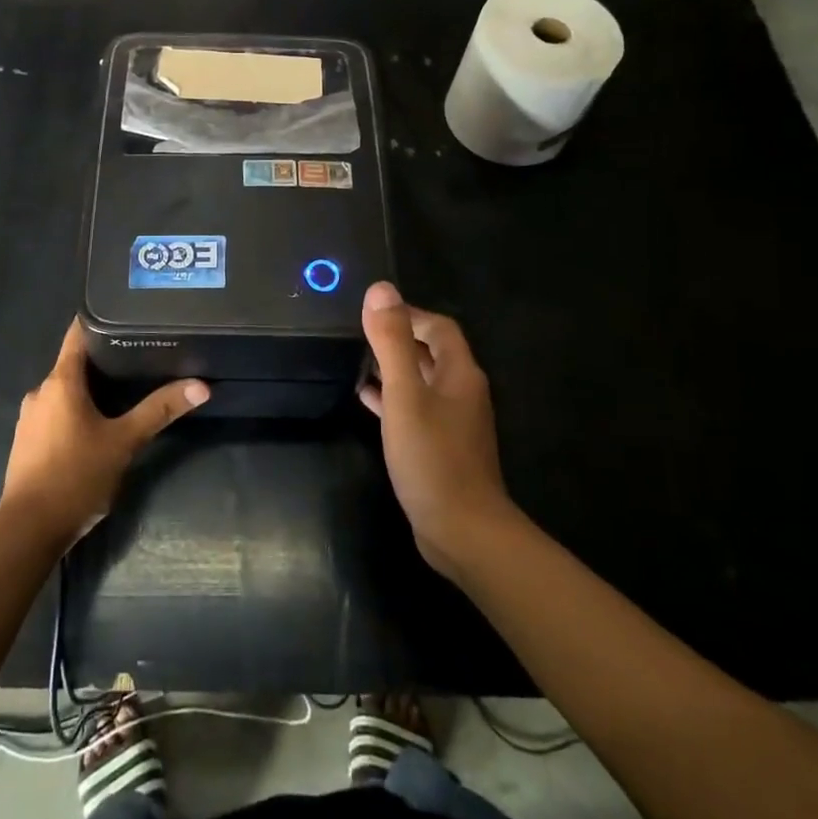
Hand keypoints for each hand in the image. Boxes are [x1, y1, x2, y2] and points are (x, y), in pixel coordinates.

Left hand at [0, 320, 208, 549]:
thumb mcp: (124, 442)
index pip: (77, 335)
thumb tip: (201, 386)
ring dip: (89, 389)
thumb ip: (160, 410)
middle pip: (73, 364)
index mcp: (60, 382)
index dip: (99, 320)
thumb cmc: (76, 477)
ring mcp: (30, 418)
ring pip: (64, 391)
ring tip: (124, 390)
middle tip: (139, 356)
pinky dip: (75, 411)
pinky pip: (54, 413)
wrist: (28, 531)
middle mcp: (40, 392)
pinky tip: (97, 425)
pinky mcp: (27, 442)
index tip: (124, 314)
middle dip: (103, 361)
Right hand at [359, 282, 513, 579]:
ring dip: (393, 369)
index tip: (373, 312)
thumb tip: (381, 289)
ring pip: (421, 382)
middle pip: (431, 352)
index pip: (439, 327)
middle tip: (358, 334)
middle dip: (398, 339)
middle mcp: (462, 392)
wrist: (462, 529)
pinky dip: (392, 398)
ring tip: (355, 361)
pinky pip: (415, 409)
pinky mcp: (440, 447)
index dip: (409, 314)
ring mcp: (453, 422)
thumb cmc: (432, 456)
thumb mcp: (405, 394)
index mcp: (460, 373)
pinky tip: (365, 400)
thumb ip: (392, 342)